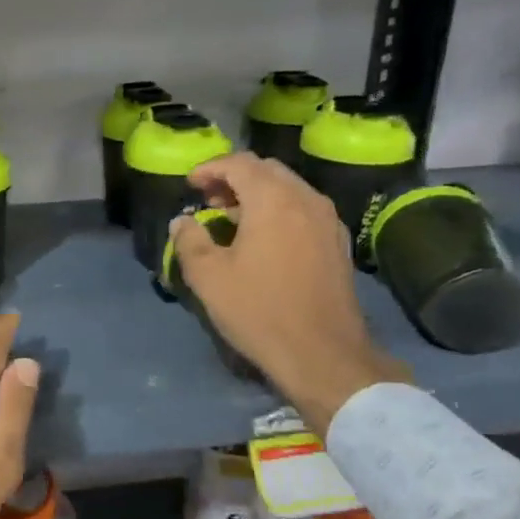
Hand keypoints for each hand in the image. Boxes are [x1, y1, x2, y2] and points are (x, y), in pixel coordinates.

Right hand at [169, 153, 406, 436]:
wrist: (322, 354)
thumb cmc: (259, 310)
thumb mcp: (209, 276)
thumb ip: (190, 240)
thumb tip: (182, 221)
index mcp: (273, 200)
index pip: (239, 163)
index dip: (210, 168)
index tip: (189, 183)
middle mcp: (305, 199)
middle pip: (267, 170)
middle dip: (234, 177)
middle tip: (208, 198)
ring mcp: (327, 220)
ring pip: (288, 188)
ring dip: (257, 193)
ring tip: (232, 217)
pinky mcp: (337, 243)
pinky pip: (303, 208)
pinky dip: (279, 209)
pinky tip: (263, 238)